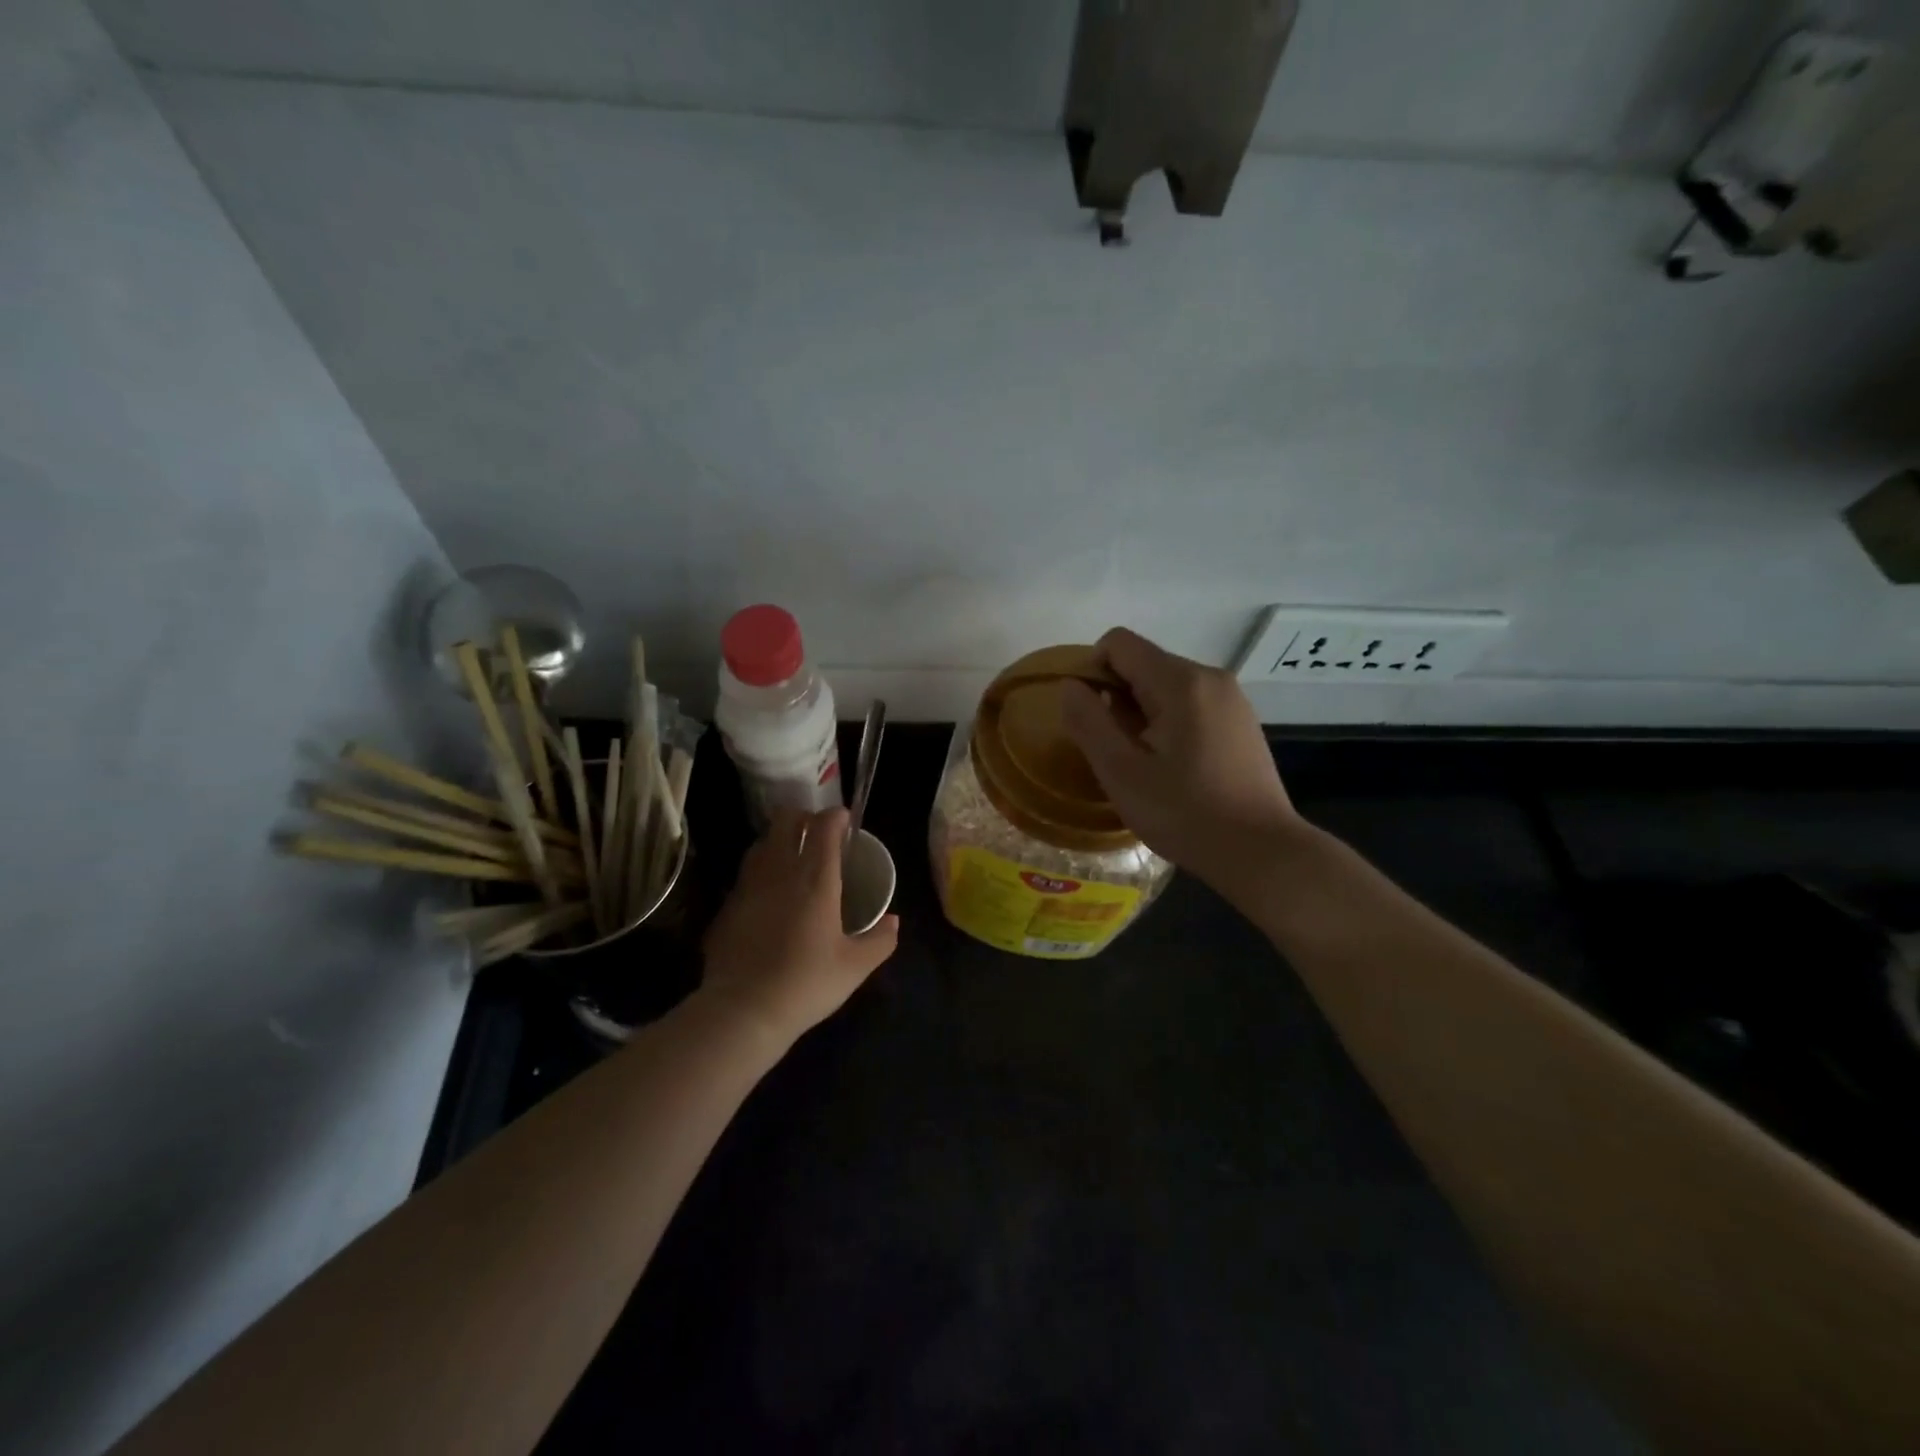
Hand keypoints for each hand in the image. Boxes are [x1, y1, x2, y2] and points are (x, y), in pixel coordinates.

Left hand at [700, 807, 899, 1042]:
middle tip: (817, 832)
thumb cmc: (807, 983)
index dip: (836, 817)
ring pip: (762, 843)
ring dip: (778, 840)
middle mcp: (780, 871)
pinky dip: (760, 871)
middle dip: (803, 817)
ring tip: (792, 856)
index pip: (824, 828)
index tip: (845, 820)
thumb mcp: (855, 967)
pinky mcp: (727, 906)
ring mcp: (748, 886)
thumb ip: (880, 940)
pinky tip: (767, 894)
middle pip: (786, 821)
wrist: (743, 1010)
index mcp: (816, 879)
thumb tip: (893, 921)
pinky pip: (746, 874)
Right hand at [1062, 628, 1304, 892]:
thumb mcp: (1121, 773)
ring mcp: (1230, 699)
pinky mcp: (1240, 721)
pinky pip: (1189, 704)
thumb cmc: (1185, 813)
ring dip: (1141, 713)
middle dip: (1116, 697)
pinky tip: (1172, 767)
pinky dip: (1168, 722)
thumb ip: (1088, 722)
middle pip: (1143, 663)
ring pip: (1166, 685)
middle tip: (1114, 751)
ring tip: (1143, 763)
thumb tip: (1069, 686)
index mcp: (1180, 681)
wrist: (1261, 852)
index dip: (1091, 672)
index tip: (1089, 719)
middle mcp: (1209, 676)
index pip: (1118, 643)